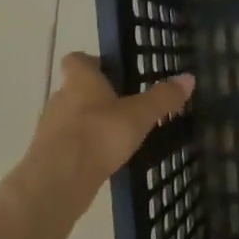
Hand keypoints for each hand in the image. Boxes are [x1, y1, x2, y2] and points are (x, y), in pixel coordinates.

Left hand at [27, 53, 193, 193]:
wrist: (60, 179)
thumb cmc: (100, 134)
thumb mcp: (139, 115)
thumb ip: (163, 98)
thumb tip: (189, 77)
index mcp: (80, 80)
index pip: (77, 59)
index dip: (93, 63)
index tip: (113, 73)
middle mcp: (60, 97)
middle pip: (76, 89)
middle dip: (98, 96)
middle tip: (125, 107)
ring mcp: (51, 127)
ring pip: (72, 117)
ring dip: (91, 123)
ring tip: (118, 136)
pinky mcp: (49, 154)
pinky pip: (70, 143)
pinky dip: (85, 147)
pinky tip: (104, 159)